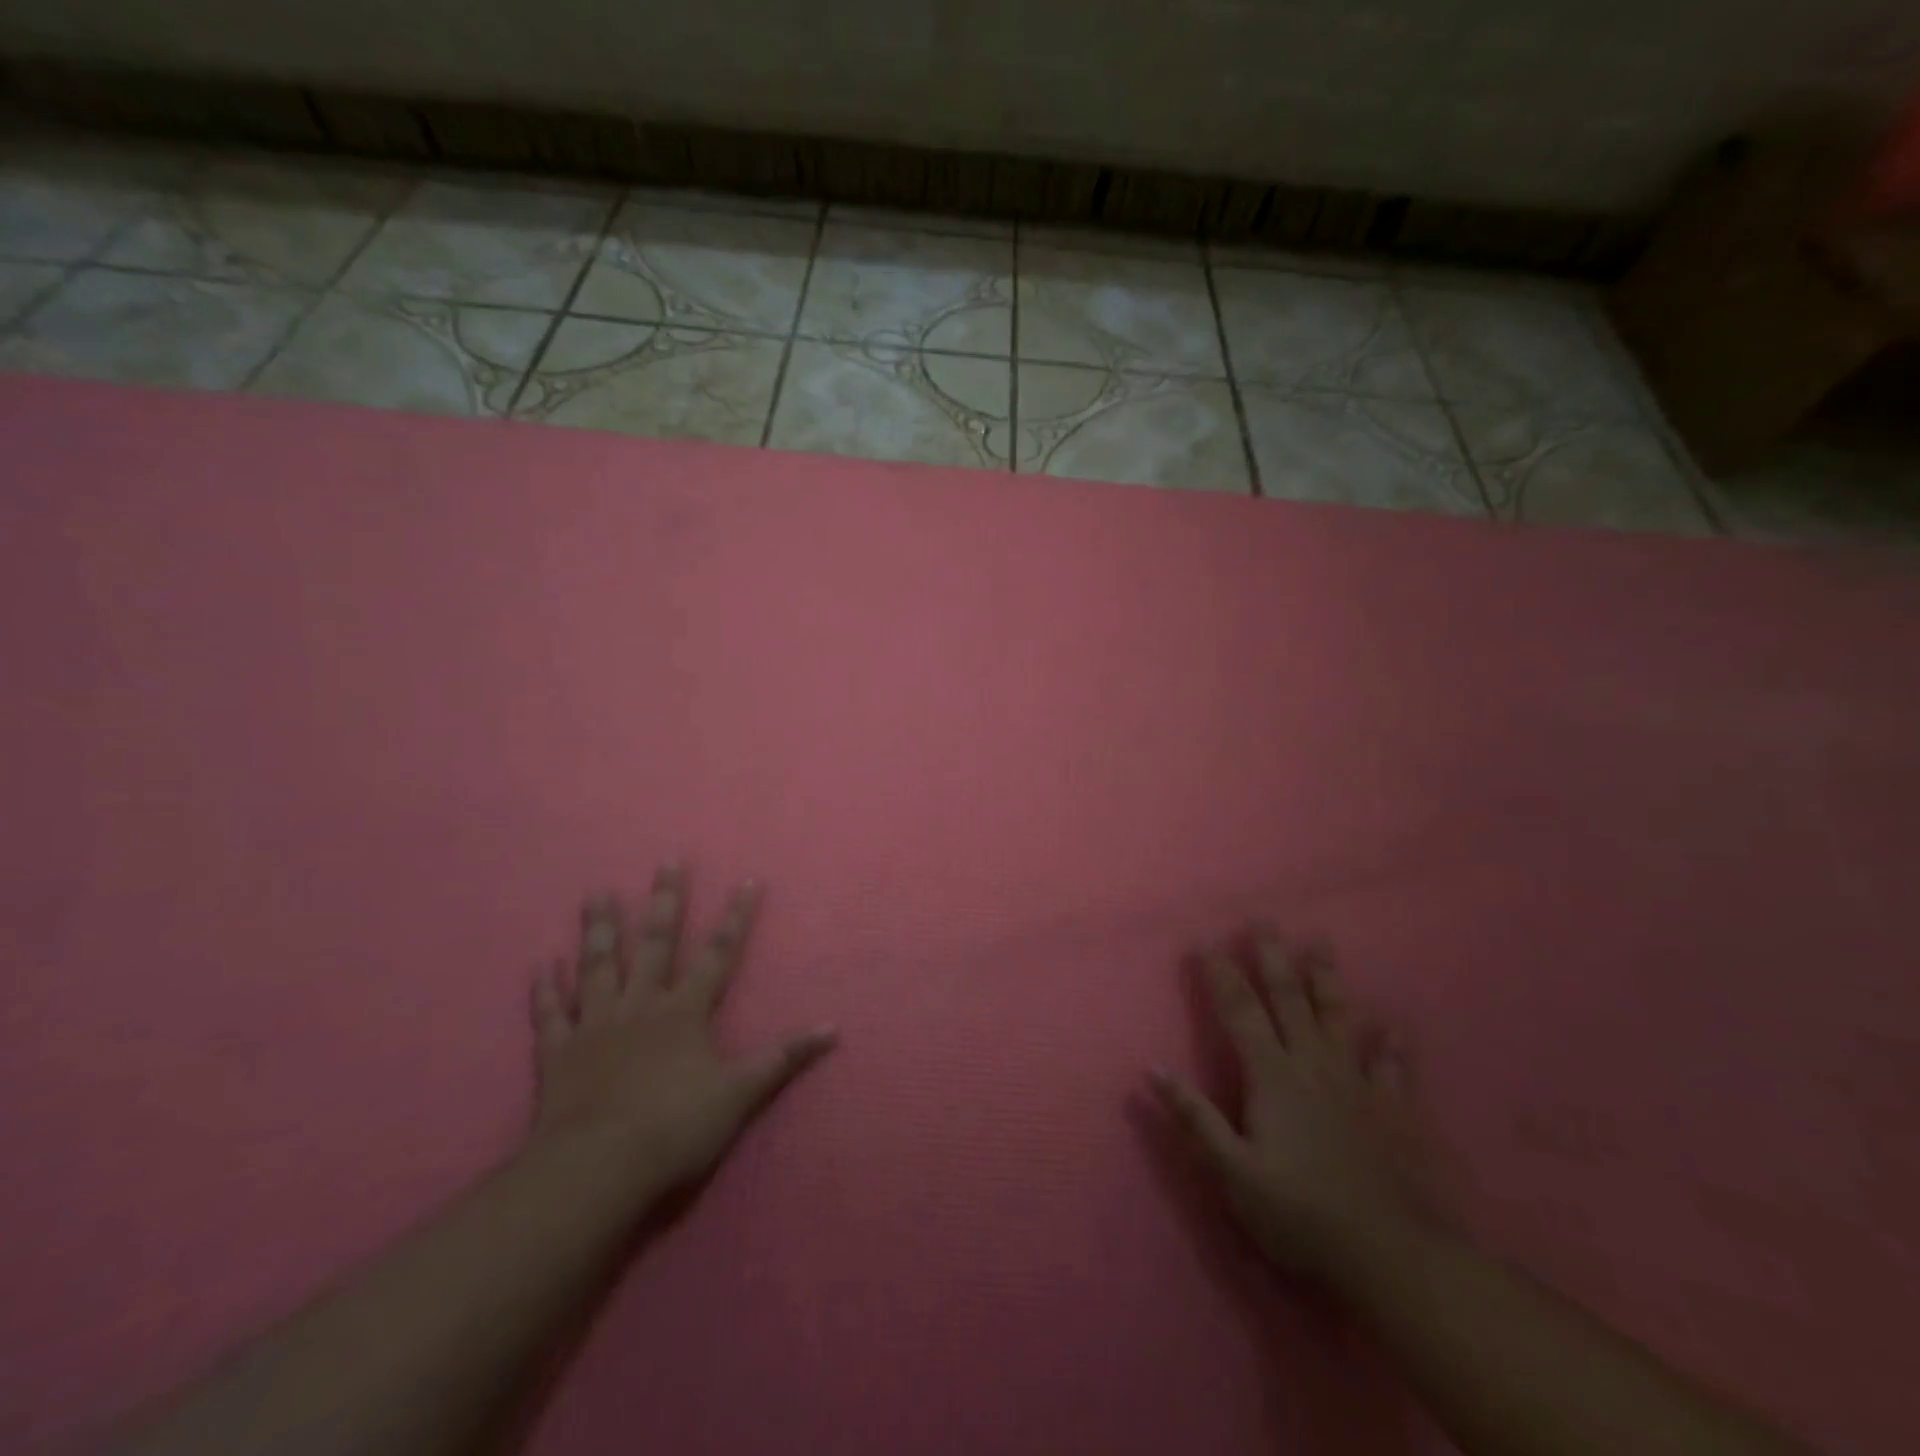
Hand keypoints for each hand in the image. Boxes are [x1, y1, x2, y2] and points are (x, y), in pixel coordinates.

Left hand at [528, 866, 836, 1199]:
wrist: (598, 1168)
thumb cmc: (675, 1127)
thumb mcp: (741, 1093)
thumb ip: (784, 1057)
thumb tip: (834, 1028)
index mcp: (685, 1011)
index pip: (718, 954)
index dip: (736, 917)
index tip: (748, 881)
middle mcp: (641, 1006)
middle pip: (655, 944)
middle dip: (665, 902)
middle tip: (667, 862)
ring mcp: (596, 1025)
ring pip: (598, 966)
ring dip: (599, 928)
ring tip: (596, 892)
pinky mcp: (558, 1053)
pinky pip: (550, 1013)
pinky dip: (544, 989)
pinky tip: (540, 963)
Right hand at [1150, 938, 1430, 1280]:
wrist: (1393, 1258)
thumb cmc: (1300, 1214)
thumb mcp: (1232, 1173)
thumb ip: (1194, 1118)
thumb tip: (1153, 1069)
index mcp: (1272, 1076)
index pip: (1240, 1011)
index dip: (1220, 974)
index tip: (1206, 940)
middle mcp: (1314, 1065)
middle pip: (1289, 999)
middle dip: (1273, 957)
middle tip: (1265, 919)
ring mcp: (1358, 1084)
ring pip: (1339, 1018)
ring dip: (1327, 979)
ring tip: (1321, 943)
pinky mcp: (1394, 1110)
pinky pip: (1393, 1068)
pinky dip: (1393, 1046)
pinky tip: (1396, 1027)